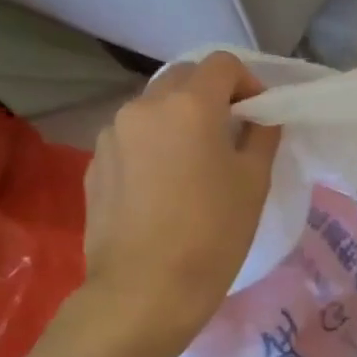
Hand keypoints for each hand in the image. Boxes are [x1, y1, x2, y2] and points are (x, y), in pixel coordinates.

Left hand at [78, 52, 280, 356]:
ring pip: (154, 107)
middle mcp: (144, 107)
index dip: (248, 81)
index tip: (258, 114)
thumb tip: (258, 118)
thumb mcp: (254, 181)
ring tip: (195, 161)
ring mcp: (112, 134)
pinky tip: (165, 185)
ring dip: (180, 118)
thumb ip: (261, 135)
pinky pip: (132, 137)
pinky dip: (154, 144)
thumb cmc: (213, 233)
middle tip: (231, 132)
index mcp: (189, 105)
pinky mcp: (94, 164)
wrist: (145, 291)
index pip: (222, 64)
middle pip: (184, 78)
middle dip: (212, 94)